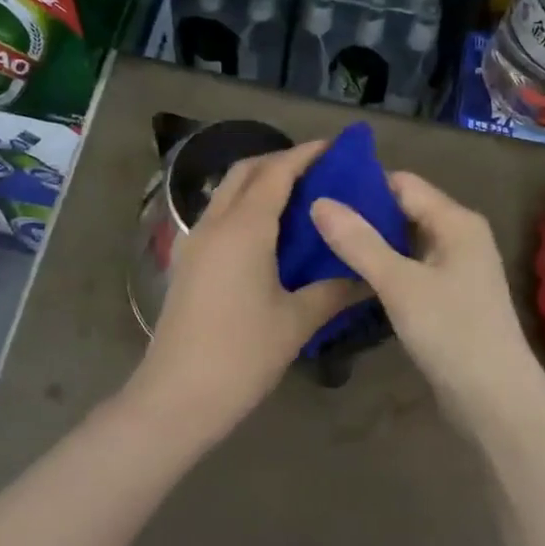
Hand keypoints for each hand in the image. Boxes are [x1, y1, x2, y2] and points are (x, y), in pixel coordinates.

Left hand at [137, 140, 361, 442]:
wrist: (176, 397)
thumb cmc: (241, 355)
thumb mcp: (296, 321)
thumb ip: (334, 290)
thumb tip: (368, 275)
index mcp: (244, 228)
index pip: (276, 172)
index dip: (306, 154)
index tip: (336, 148)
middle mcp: (215, 223)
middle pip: (246, 171)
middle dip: (280, 160)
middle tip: (319, 170)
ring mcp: (195, 242)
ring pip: (228, 192)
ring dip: (260, 182)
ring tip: (299, 197)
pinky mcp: (187, 262)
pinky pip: (219, 216)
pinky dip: (245, 206)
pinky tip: (268, 233)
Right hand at [311, 172, 543, 429]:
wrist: (496, 401)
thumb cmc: (452, 332)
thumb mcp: (400, 284)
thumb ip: (359, 242)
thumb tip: (319, 202)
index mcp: (456, 221)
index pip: (402, 183)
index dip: (361, 183)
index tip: (317, 186)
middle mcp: (459, 236)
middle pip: (403, 210)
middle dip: (361, 212)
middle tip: (311, 215)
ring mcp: (455, 268)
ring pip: (404, 241)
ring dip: (369, 241)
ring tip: (320, 240)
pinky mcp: (447, 297)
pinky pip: (408, 268)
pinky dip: (382, 267)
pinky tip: (348, 274)